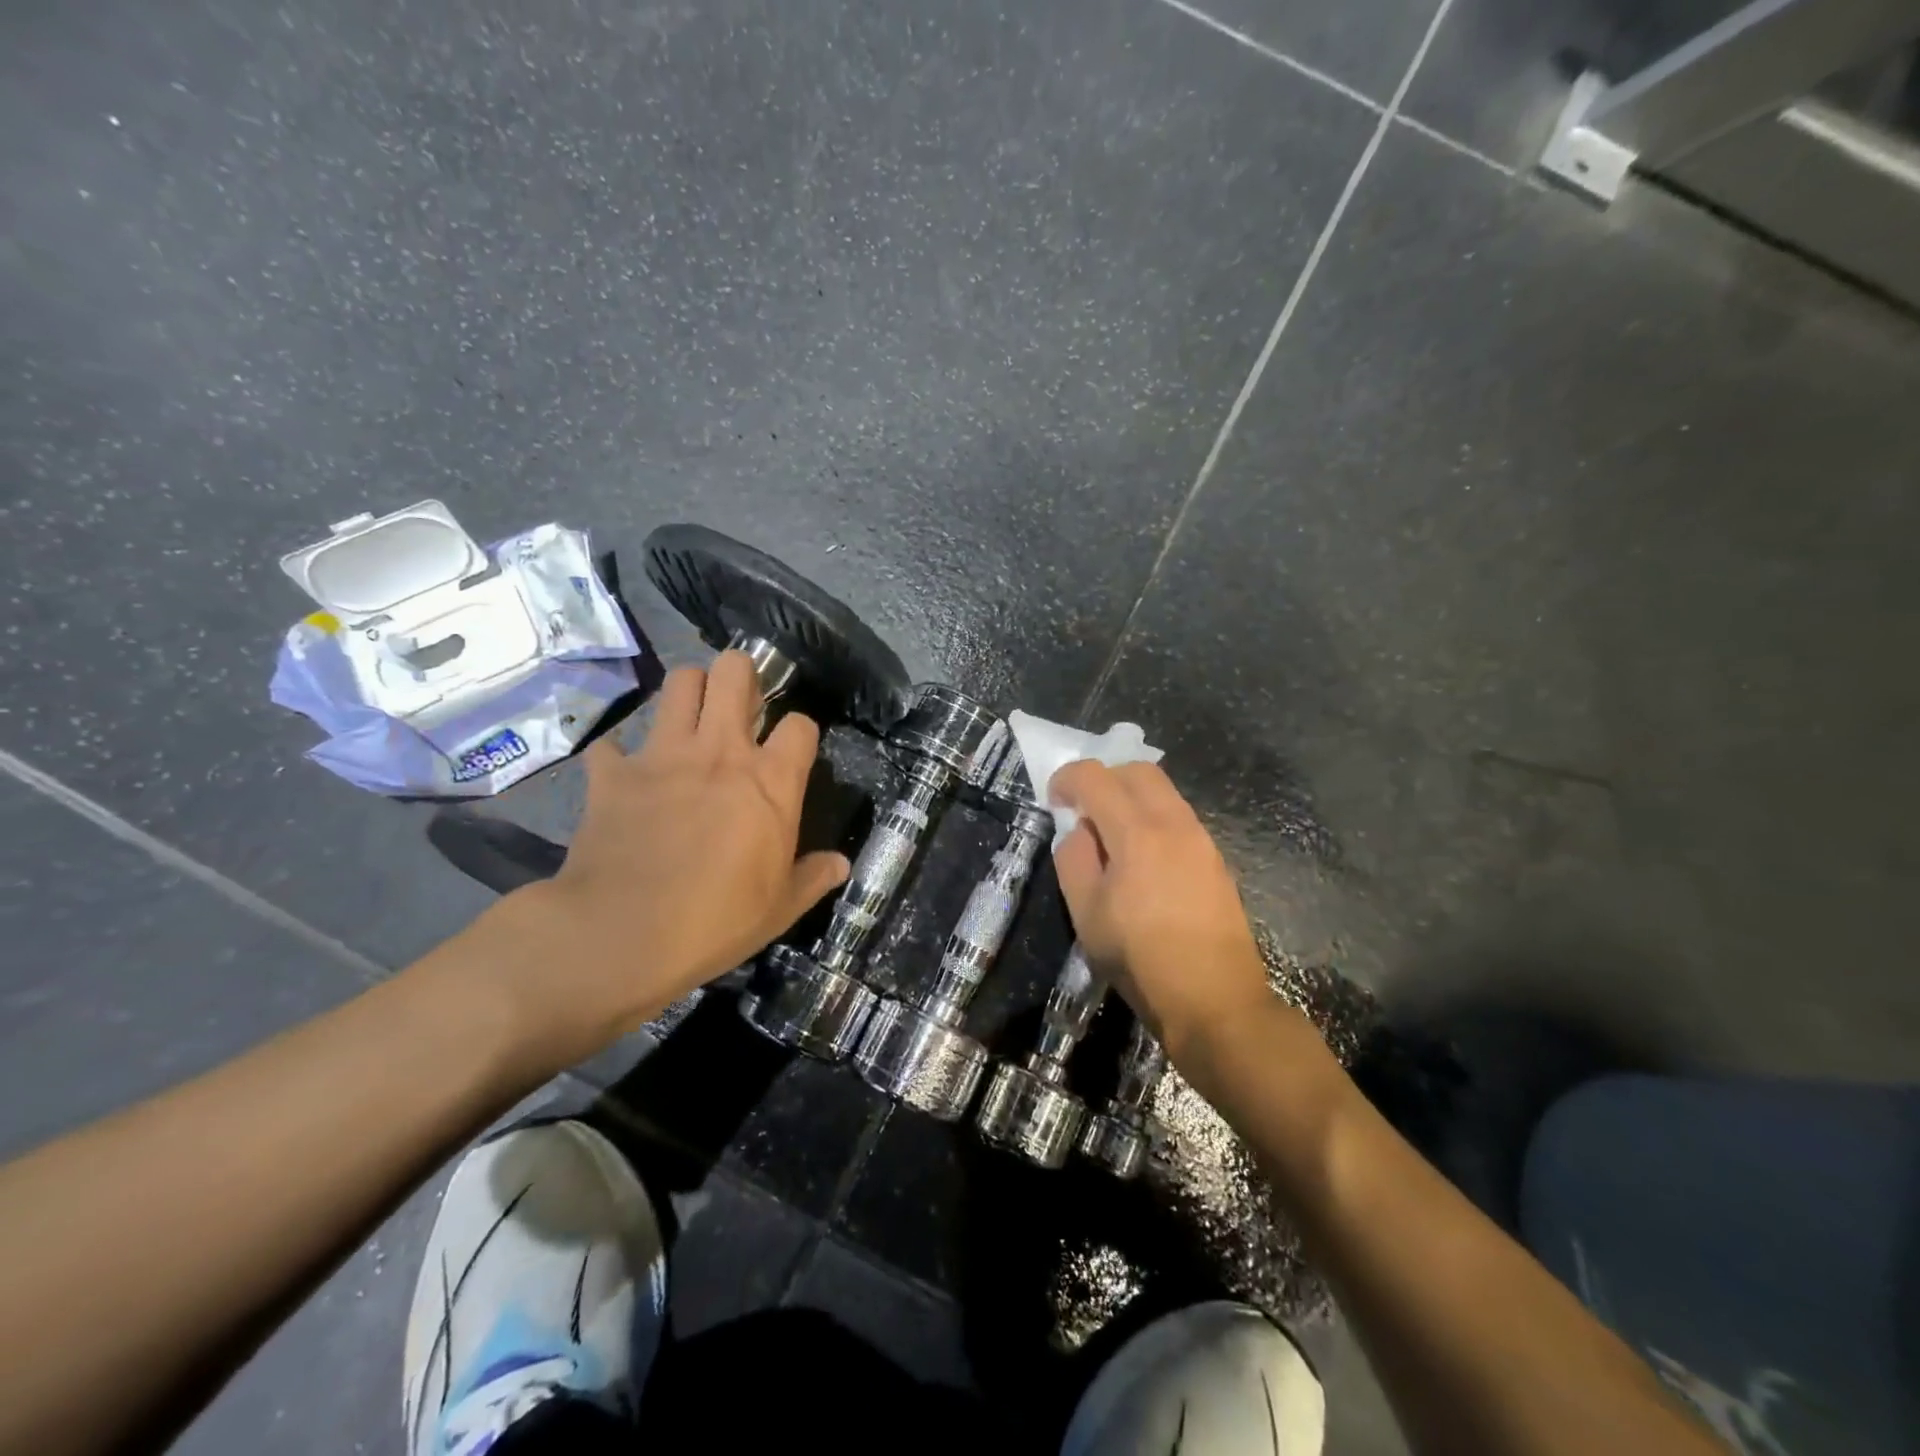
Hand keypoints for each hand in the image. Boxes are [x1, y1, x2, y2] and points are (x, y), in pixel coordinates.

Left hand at [467, 651, 848, 1069]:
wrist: (621, 935)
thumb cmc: (717, 921)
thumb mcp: (780, 909)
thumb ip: (814, 877)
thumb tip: (841, 864)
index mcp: (769, 781)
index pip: (801, 724)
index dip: (801, 732)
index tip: (793, 753)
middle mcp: (720, 751)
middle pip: (734, 672)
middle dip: (741, 675)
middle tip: (739, 705)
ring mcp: (662, 755)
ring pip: (679, 683)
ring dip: (688, 693)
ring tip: (691, 720)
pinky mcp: (612, 774)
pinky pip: (611, 746)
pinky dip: (618, 756)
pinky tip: (623, 775)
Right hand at [1050, 760, 1270, 1059]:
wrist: (1215, 1000)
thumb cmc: (1140, 959)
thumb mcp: (1086, 913)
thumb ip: (1073, 859)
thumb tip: (1078, 830)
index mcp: (1136, 833)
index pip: (1096, 777)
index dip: (1067, 779)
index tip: (1054, 800)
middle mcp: (1174, 822)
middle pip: (1137, 769)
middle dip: (1103, 777)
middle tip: (1083, 808)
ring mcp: (1201, 838)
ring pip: (1163, 790)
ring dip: (1130, 796)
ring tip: (1111, 834)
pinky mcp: (1215, 857)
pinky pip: (1178, 815)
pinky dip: (1152, 816)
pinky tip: (1142, 856)